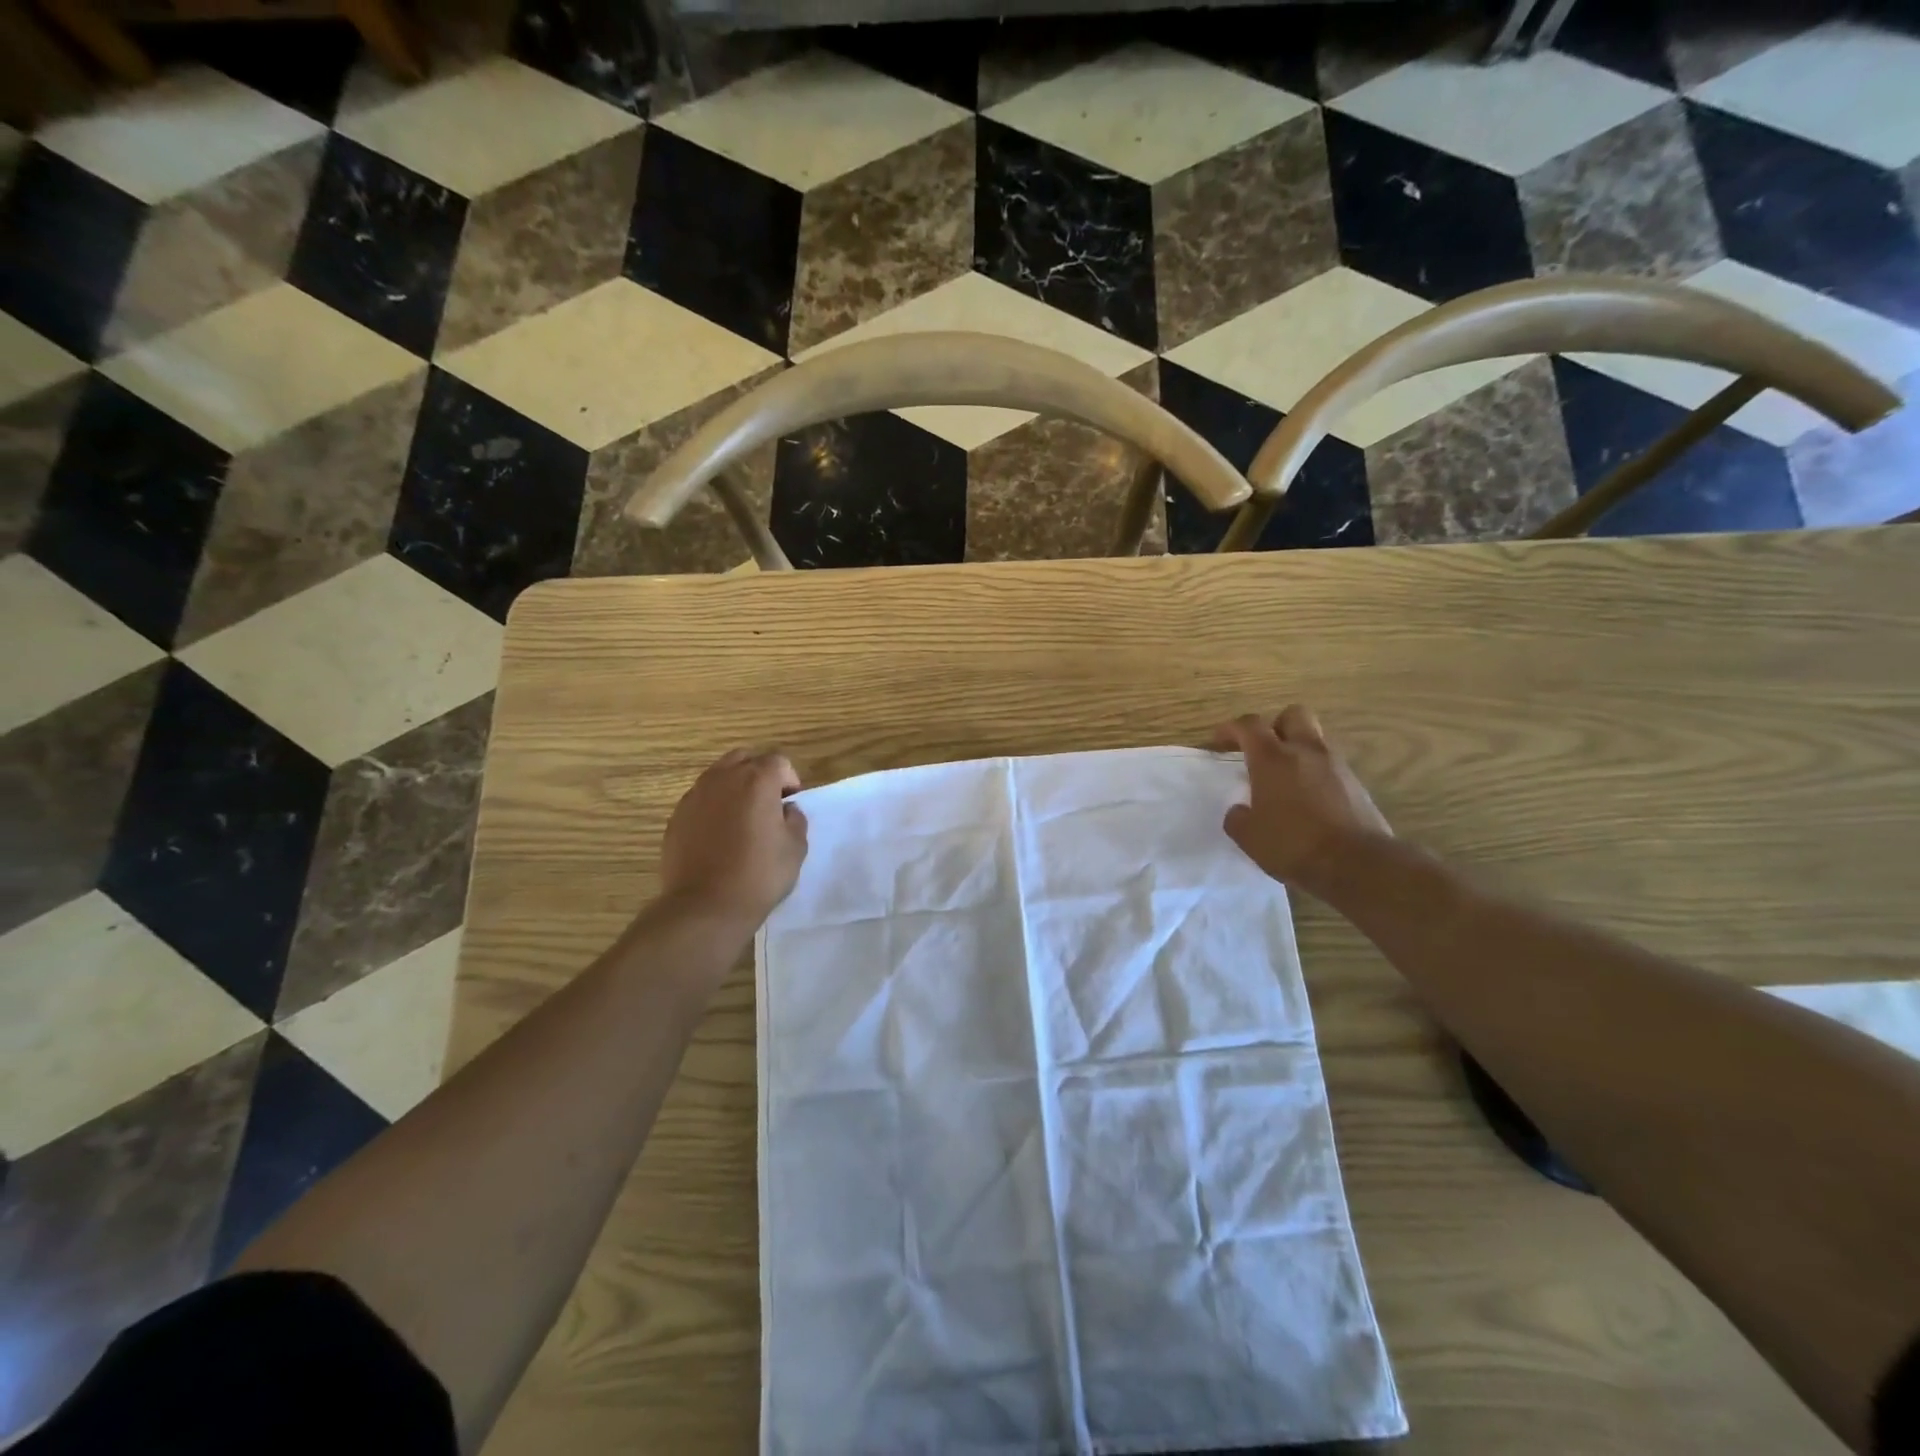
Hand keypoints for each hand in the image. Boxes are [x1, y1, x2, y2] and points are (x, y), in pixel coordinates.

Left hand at [659, 749, 808, 928]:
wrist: (705, 906)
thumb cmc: (759, 874)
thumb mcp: (796, 848)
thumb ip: (795, 819)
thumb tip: (785, 810)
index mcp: (757, 780)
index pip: (779, 761)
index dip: (789, 780)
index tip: (789, 805)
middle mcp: (723, 778)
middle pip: (744, 758)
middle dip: (759, 774)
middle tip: (767, 804)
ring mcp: (695, 795)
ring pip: (718, 776)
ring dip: (734, 788)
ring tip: (741, 819)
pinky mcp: (677, 816)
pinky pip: (700, 799)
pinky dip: (713, 807)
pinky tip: (718, 836)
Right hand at [1212, 707, 1390, 893]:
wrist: (1357, 864)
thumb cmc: (1293, 844)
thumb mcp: (1249, 837)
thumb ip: (1238, 817)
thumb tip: (1240, 810)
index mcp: (1272, 758)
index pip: (1249, 725)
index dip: (1231, 728)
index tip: (1219, 741)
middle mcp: (1306, 751)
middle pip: (1293, 715)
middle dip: (1275, 725)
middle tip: (1262, 749)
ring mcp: (1336, 765)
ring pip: (1315, 739)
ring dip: (1299, 749)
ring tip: (1286, 777)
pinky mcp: (1357, 785)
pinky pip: (1331, 766)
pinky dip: (1317, 773)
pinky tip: (1309, 799)